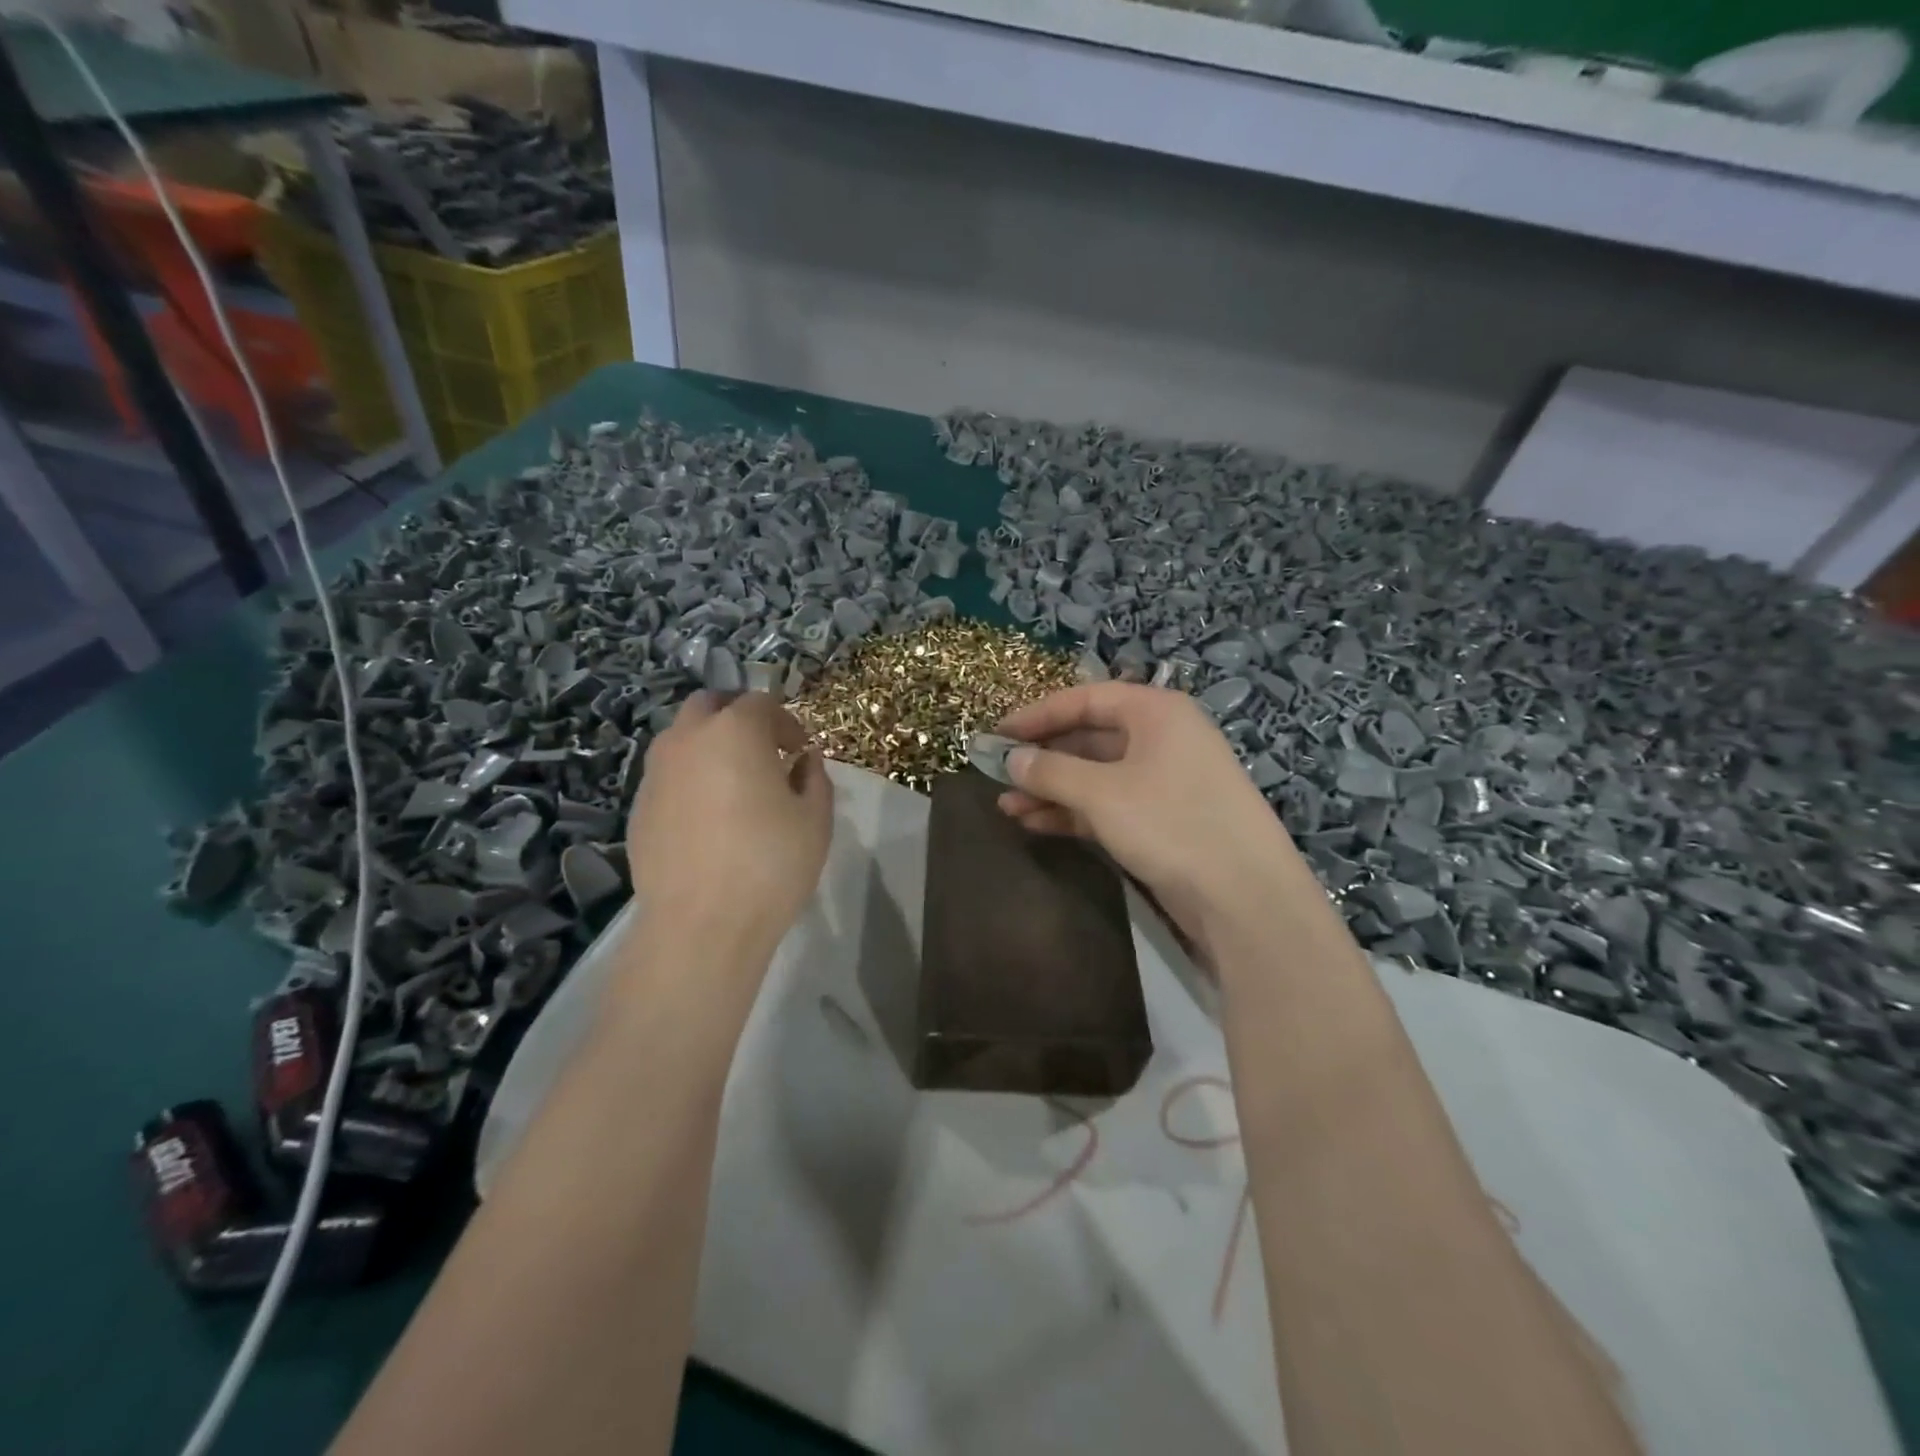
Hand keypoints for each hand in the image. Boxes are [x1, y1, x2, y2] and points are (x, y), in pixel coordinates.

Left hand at [626, 692, 833, 963]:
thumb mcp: (815, 819)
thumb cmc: (770, 864)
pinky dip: (690, 780)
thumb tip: (803, 761)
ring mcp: (655, 773)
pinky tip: (708, 819)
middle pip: (710, 706)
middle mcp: (687, 740)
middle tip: (763, 752)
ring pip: (682, 739)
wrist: (700, 926)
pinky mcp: (638, 808)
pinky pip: (668, 776)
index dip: (786, 723)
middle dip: (738, 717)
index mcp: (735, 732)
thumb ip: (814, 777)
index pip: (761, 703)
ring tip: (735, 785)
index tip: (800, 752)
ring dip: (709, 746)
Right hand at [996, 683, 1300, 963]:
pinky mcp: (1162, 820)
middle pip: (1089, 737)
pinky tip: (1036, 824)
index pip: (1085, 699)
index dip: (1037, 715)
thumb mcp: (1102, 793)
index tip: (997, 734)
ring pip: (1095, 775)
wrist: (1244, 897)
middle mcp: (1162, 738)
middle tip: (998, 774)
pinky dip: (1073, 812)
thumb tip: (1009, 759)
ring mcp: (1164, 781)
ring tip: (1006, 806)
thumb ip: (1050, 771)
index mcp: (1156, 712)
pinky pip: (1108, 804)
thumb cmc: (1171, 824)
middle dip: (1042, 757)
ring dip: (1051, 789)